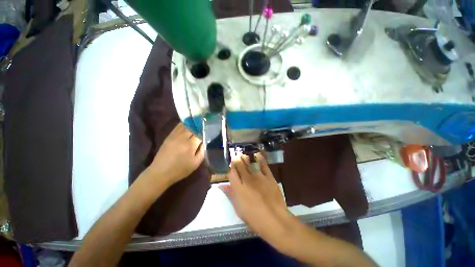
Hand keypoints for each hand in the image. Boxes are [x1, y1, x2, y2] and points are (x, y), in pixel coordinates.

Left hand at [143, 123, 203, 185]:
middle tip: (204, 124)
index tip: (209, 130)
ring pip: (185, 125)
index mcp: (190, 145)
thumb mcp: (195, 163)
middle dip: (199, 126)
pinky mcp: (169, 136)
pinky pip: (177, 127)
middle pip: (193, 127)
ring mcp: (175, 136)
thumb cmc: (180, 169)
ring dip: (192, 123)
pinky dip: (183, 124)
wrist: (160, 172)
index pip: (200, 133)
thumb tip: (204, 142)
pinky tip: (187, 123)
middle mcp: (183, 138)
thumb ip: (202, 151)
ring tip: (197, 121)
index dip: (205, 131)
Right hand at [219, 154, 292, 243]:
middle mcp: (247, 179)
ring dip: (246, 157)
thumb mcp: (238, 209)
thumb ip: (230, 195)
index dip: (230, 167)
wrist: (275, 220)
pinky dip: (259, 158)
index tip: (231, 165)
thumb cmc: (254, 218)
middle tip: (236, 156)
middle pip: (240, 165)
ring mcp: (258, 177)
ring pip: (250, 163)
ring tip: (243, 154)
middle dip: (237, 159)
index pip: (231, 172)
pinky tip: (257, 154)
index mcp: (238, 188)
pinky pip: (263, 165)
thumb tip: (221, 185)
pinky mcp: (269, 177)